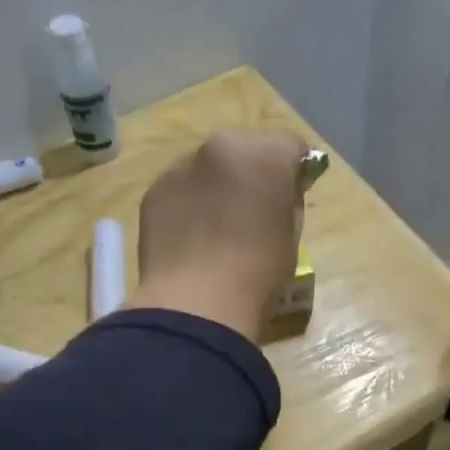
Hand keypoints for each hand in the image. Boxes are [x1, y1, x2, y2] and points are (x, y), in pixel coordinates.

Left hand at [133, 129, 308, 336]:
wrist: (196, 303)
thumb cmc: (257, 274)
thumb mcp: (291, 237)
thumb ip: (287, 203)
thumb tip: (279, 195)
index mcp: (265, 156)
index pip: (291, 146)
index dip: (295, 171)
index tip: (291, 196)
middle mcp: (221, 147)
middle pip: (245, 148)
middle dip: (251, 172)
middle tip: (252, 211)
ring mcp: (181, 166)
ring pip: (208, 166)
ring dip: (217, 186)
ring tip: (216, 228)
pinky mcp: (154, 190)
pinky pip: (180, 188)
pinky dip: (188, 204)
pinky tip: (190, 239)